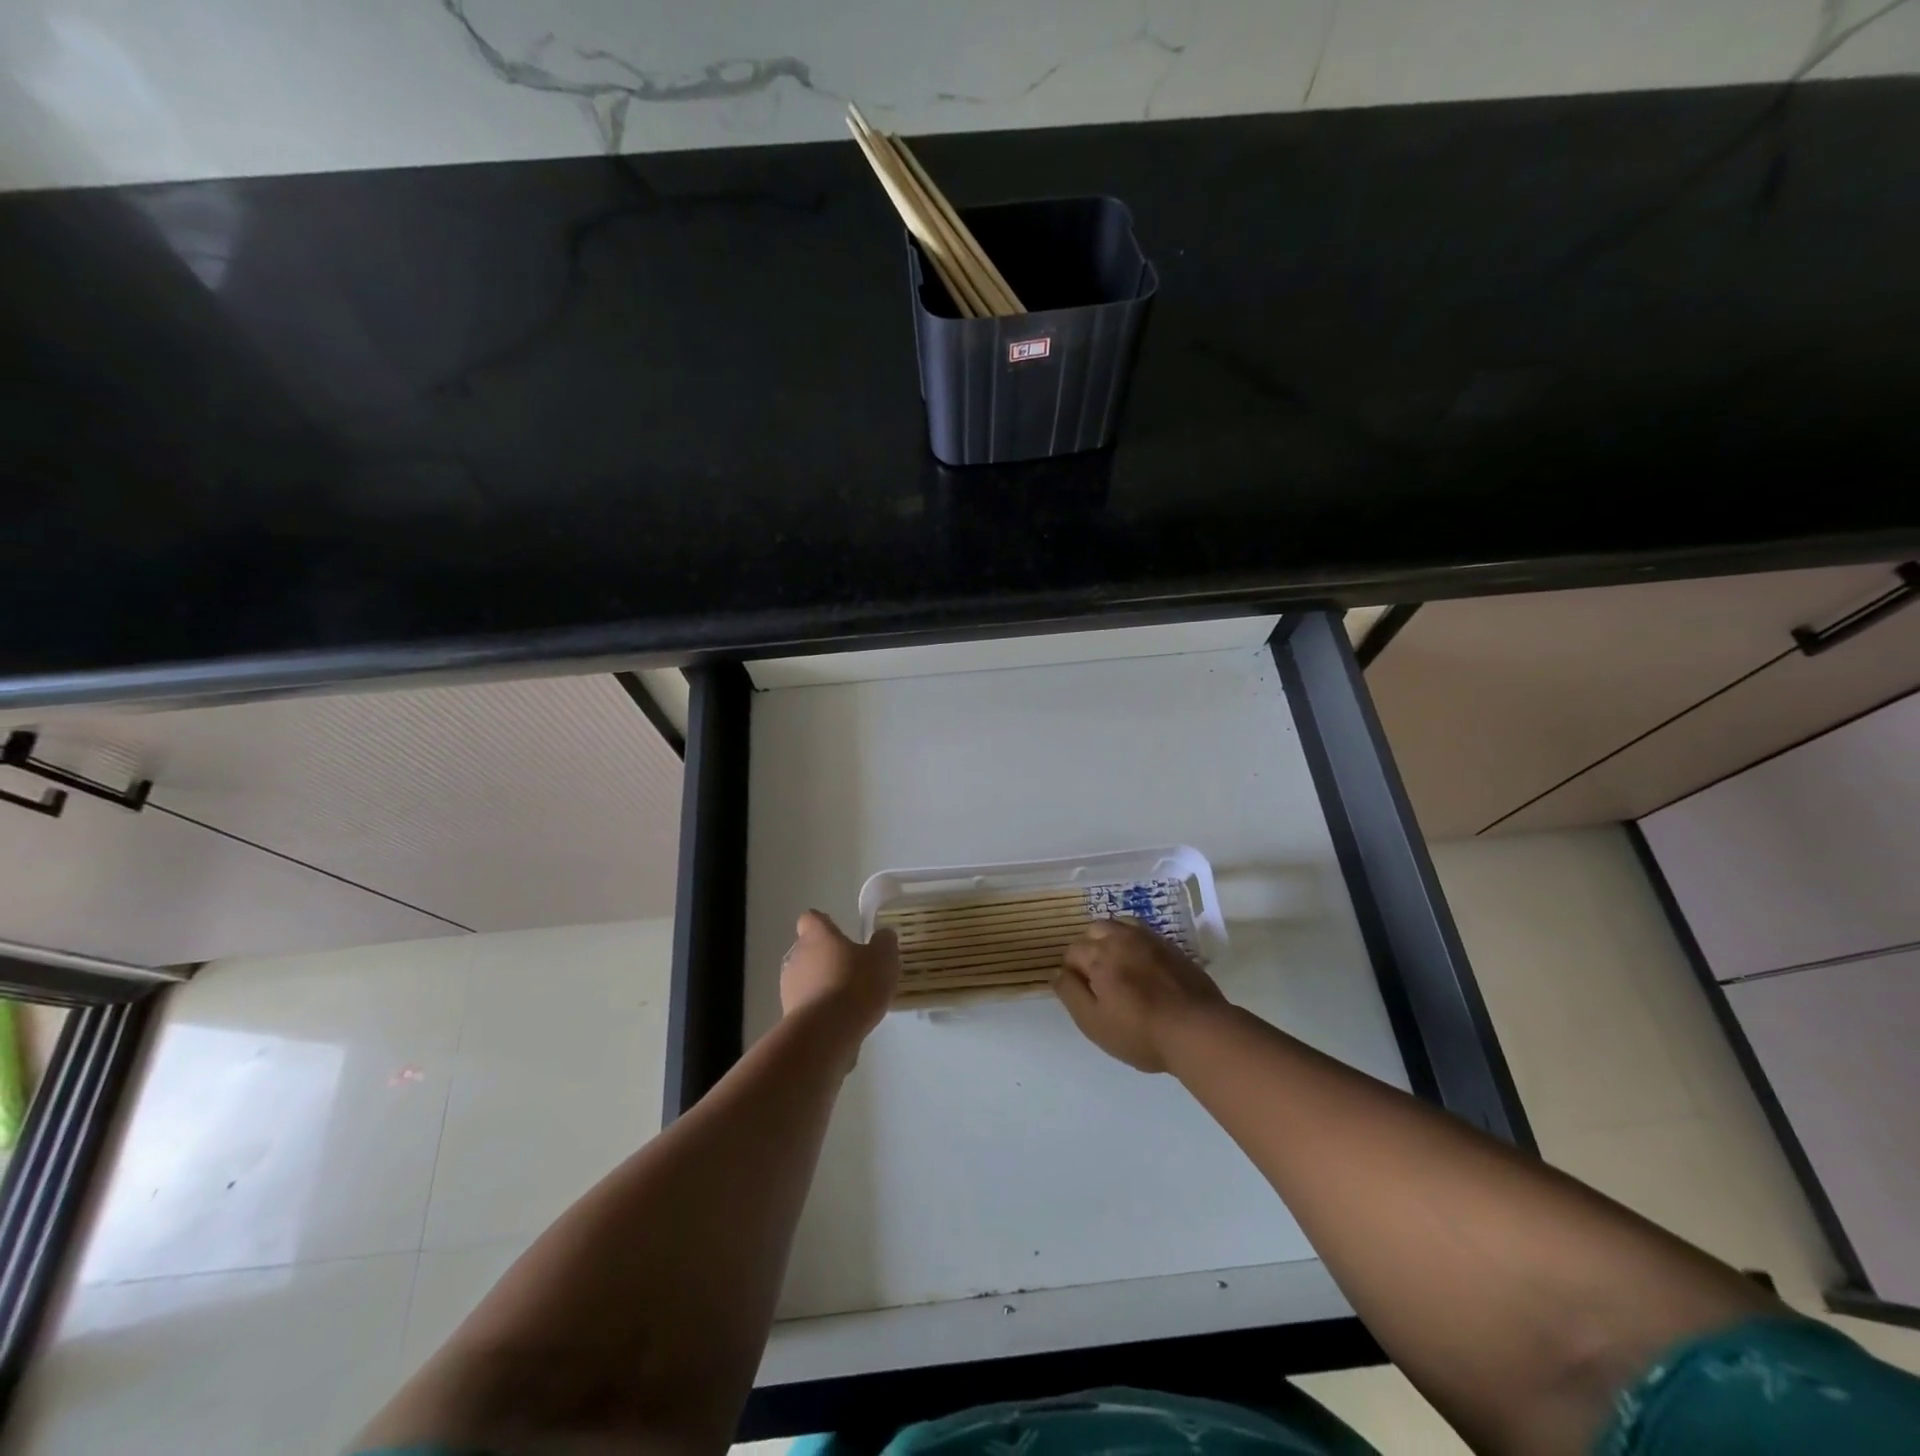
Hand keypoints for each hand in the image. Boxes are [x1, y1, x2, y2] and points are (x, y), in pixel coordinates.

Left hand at [780, 911, 898, 1046]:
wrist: (826, 1033)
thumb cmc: (855, 985)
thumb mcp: (883, 959)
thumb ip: (884, 943)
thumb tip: (883, 935)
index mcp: (817, 935)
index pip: (811, 918)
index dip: (824, 924)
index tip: (839, 933)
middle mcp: (797, 956)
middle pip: (807, 949)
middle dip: (826, 957)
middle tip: (850, 969)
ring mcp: (788, 987)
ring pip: (805, 978)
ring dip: (821, 984)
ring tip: (846, 1000)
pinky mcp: (789, 1015)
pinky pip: (806, 1005)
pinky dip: (819, 1009)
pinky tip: (839, 1021)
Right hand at [1053, 920, 1226, 1072]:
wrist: (1198, 1029)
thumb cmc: (1140, 1032)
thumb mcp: (1094, 1022)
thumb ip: (1070, 993)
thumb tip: (1057, 973)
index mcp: (1099, 956)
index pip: (1073, 952)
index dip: (1072, 972)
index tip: (1081, 993)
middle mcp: (1121, 938)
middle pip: (1094, 931)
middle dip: (1089, 949)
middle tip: (1098, 979)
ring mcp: (1149, 939)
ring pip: (1119, 926)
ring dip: (1111, 940)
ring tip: (1118, 967)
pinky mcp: (1171, 946)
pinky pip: (1143, 933)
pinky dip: (1134, 942)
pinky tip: (1141, 965)